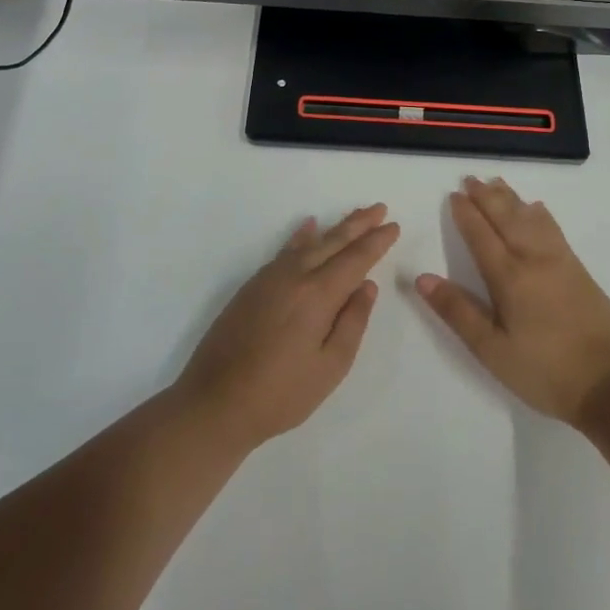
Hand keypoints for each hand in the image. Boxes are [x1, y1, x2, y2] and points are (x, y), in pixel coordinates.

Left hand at [175, 205, 399, 450]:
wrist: (216, 401)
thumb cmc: (282, 393)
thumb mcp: (330, 366)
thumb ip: (353, 322)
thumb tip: (367, 286)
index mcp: (317, 295)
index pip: (355, 259)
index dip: (376, 242)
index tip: (394, 226)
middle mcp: (294, 276)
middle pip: (332, 242)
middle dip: (358, 224)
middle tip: (379, 208)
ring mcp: (269, 278)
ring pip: (308, 243)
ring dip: (334, 228)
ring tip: (353, 216)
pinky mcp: (252, 286)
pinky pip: (284, 251)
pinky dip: (300, 236)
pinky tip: (307, 227)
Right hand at [417, 178, 609, 425]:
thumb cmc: (545, 371)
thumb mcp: (492, 349)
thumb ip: (457, 311)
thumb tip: (422, 278)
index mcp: (509, 277)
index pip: (481, 235)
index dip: (466, 214)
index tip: (453, 195)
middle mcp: (534, 260)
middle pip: (506, 218)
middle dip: (486, 197)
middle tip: (470, 179)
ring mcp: (561, 262)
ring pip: (531, 218)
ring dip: (511, 199)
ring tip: (497, 183)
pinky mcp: (579, 271)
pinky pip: (553, 229)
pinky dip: (539, 213)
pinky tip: (536, 209)